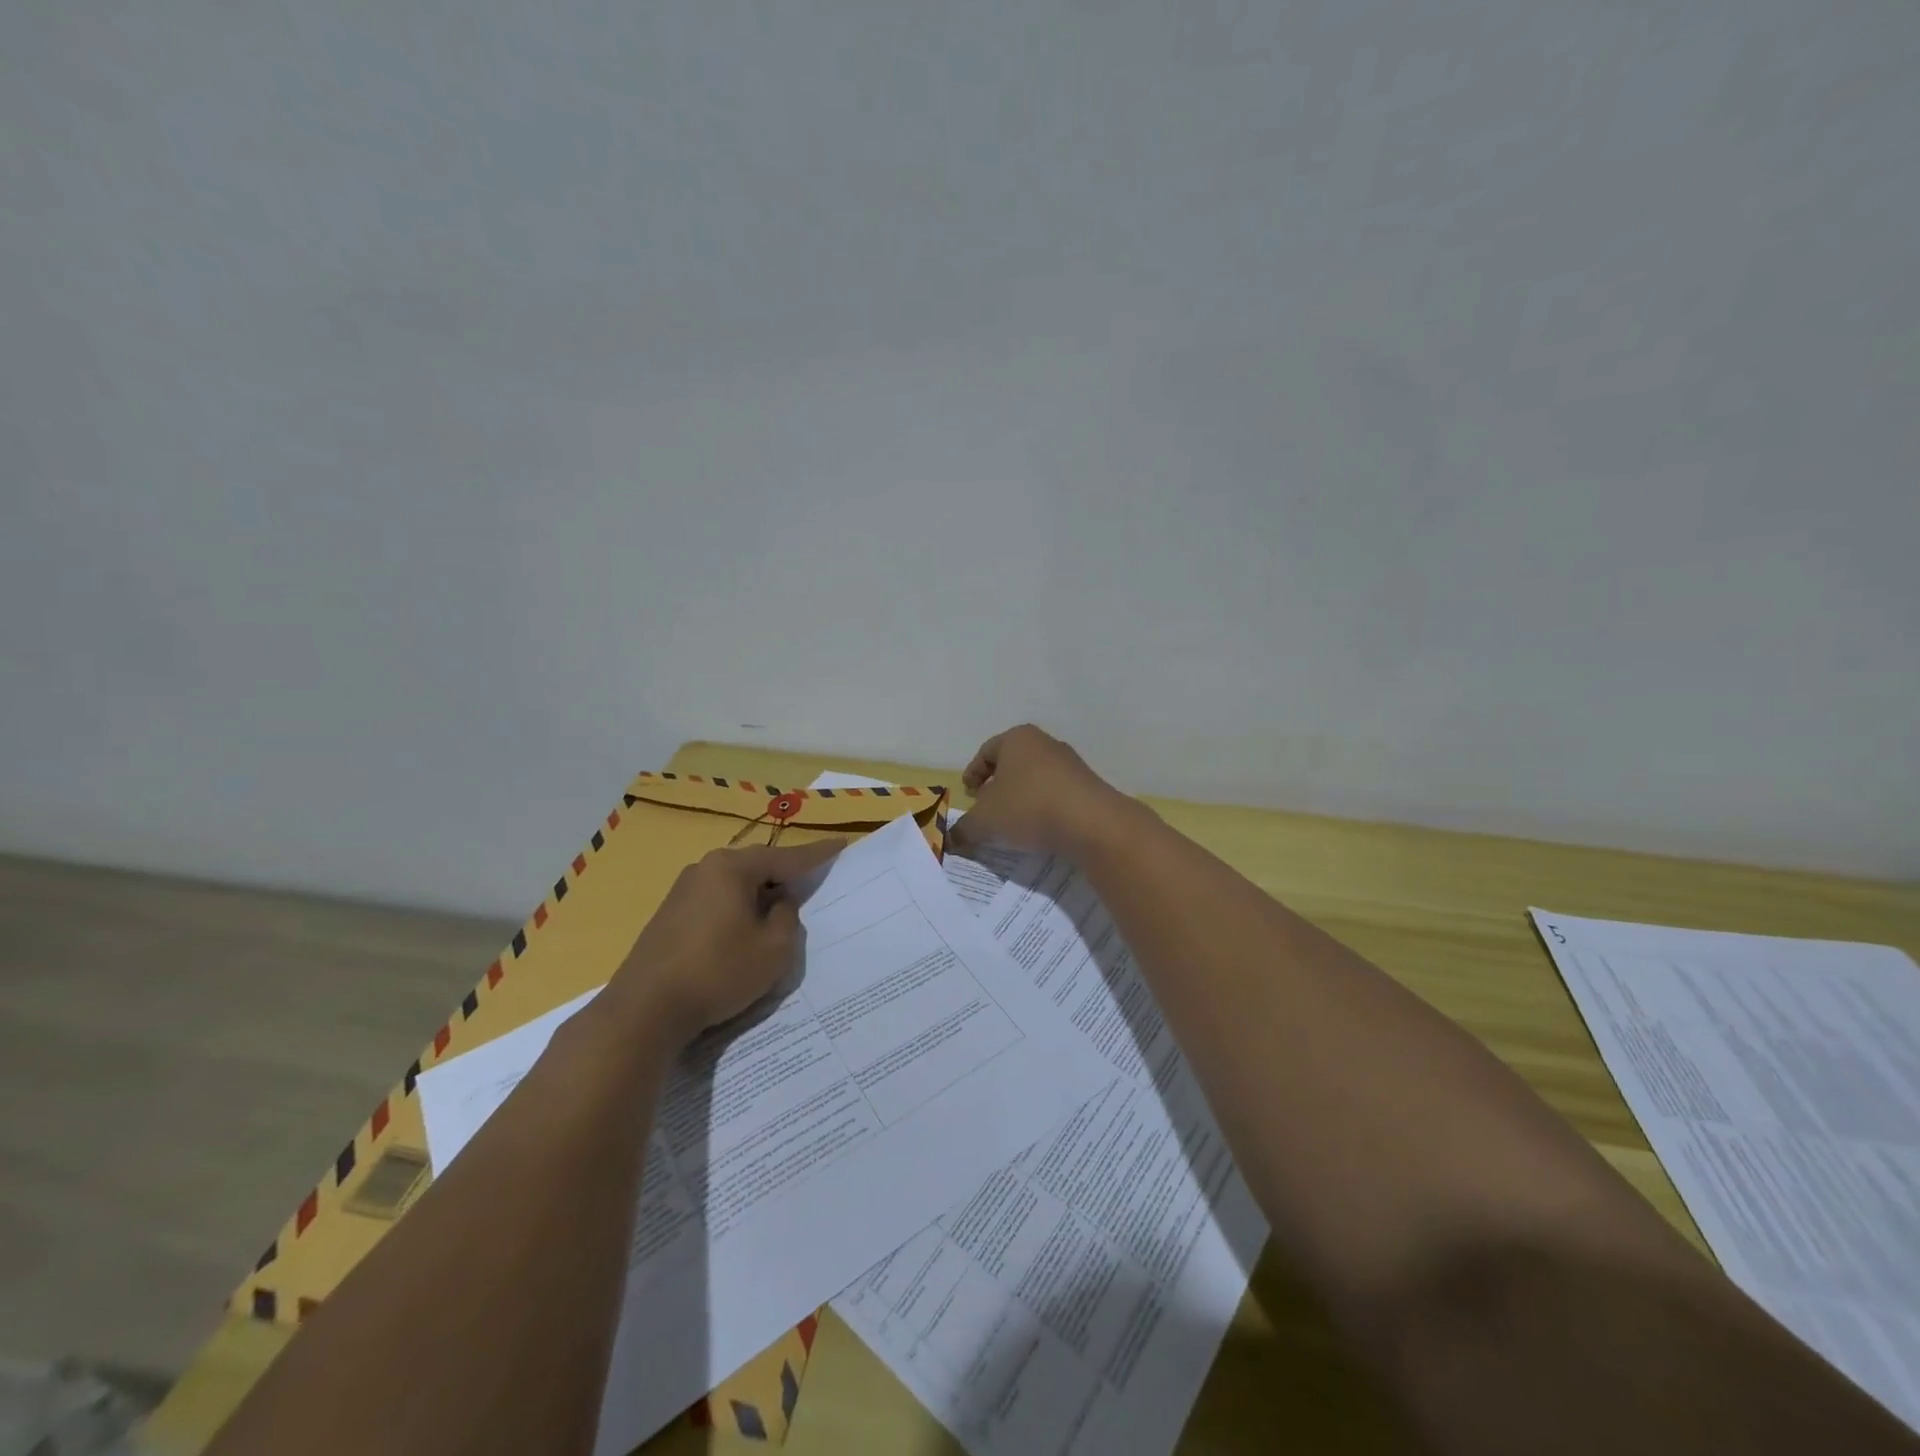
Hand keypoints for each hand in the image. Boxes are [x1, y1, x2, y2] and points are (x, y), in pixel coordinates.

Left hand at [605, 838, 841, 1047]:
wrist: (644, 1010)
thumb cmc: (718, 972)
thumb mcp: (773, 949)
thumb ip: (787, 917)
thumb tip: (779, 902)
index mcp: (732, 868)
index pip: (787, 857)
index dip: (817, 854)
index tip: (841, 844)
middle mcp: (705, 868)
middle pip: (757, 865)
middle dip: (785, 874)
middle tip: (812, 878)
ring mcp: (682, 890)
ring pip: (735, 884)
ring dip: (759, 895)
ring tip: (780, 909)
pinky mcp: (669, 915)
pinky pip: (716, 900)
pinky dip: (737, 908)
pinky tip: (744, 929)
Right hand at [949, 724, 1129, 857]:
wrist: (1092, 823)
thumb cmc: (1029, 807)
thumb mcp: (986, 820)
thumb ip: (964, 828)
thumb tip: (950, 839)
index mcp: (1017, 739)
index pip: (986, 752)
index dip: (973, 773)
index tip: (968, 794)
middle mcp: (1045, 743)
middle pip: (1012, 763)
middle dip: (997, 786)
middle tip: (987, 808)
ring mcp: (1070, 763)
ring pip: (1035, 778)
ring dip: (1021, 797)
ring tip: (1012, 823)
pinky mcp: (1087, 786)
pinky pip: (1056, 794)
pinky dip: (1043, 807)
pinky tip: (1039, 828)